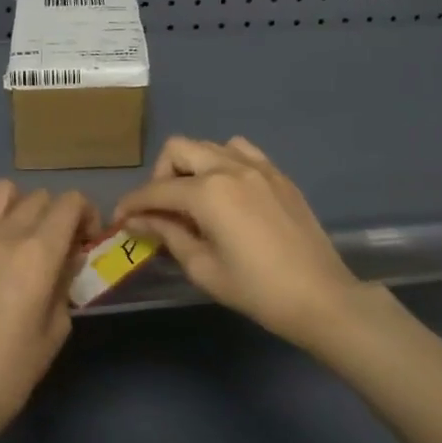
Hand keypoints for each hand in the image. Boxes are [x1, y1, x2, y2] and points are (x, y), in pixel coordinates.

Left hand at [0, 180, 97, 439]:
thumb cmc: (14, 368)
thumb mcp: (59, 327)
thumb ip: (66, 280)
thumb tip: (68, 256)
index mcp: (40, 253)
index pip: (72, 203)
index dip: (85, 215)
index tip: (83, 240)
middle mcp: (6, 233)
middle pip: (41, 197)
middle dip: (55, 217)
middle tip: (52, 247)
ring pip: (4, 190)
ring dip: (18, 206)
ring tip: (15, 233)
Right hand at [113, 136, 359, 350]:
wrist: (321, 297)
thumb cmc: (257, 290)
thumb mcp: (203, 268)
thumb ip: (168, 235)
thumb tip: (138, 220)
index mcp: (208, 192)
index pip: (157, 189)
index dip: (132, 203)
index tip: (120, 219)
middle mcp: (230, 167)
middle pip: (179, 149)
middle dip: (160, 175)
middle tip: (161, 208)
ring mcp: (258, 166)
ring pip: (209, 145)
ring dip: (193, 165)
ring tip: (195, 199)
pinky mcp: (278, 174)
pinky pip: (241, 151)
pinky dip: (223, 162)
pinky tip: (227, 191)